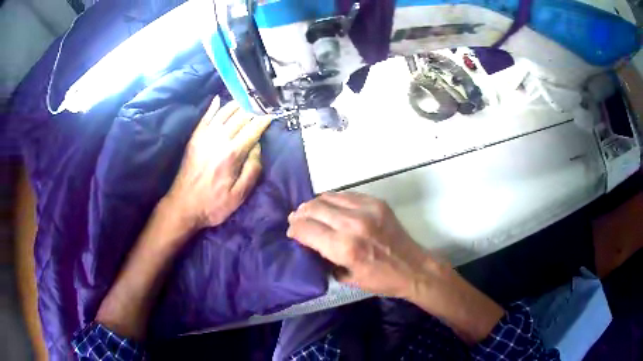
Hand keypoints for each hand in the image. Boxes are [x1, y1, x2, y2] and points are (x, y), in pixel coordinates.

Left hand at [165, 97, 271, 232]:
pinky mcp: (195, 138)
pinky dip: (213, 107)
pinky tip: (219, 99)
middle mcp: (219, 139)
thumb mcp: (238, 195)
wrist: (183, 205)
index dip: (264, 120)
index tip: (272, 114)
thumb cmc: (213, 204)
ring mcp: (205, 136)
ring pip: (224, 112)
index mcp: (232, 154)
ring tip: (247, 100)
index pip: (252, 130)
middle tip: (262, 105)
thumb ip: (252, 170)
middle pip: (240, 117)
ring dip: (237, 104)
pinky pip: (205, 117)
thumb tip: (257, 147)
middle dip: (253, 109)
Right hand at [287, 192, 503, 343]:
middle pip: (314, 209)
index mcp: (345, 248)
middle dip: (300, 214)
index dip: (294, 229)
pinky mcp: (376, 202)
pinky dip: (333, 200)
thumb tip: (311, 244)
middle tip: (296, 219)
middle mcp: (353, 224)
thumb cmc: (381, 279)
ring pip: (328, 197)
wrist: (413, 267)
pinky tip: (330, 206)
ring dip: (314, 204)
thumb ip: (326, 259)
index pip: (307, 229)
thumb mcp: (348, 278)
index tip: (291, 232)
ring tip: (309, 211)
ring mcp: (366, 209)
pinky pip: (346, 195)